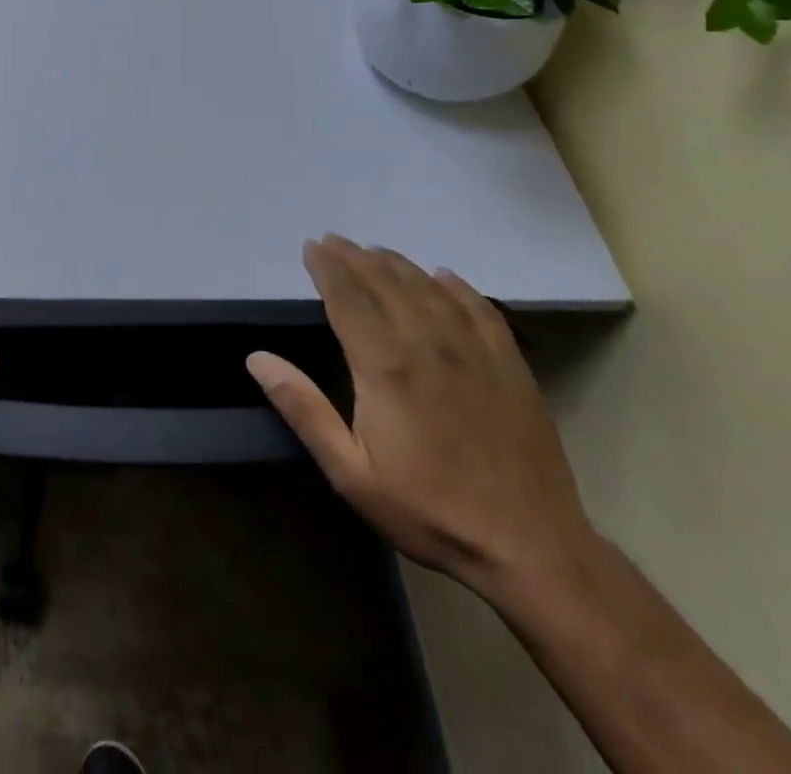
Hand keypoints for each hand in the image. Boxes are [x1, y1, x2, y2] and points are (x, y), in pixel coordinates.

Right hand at [248, 236, 596, 598]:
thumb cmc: (429, 510)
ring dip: (398, 264)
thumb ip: (304, 409)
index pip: (348, 298)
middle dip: (355, 258)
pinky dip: (459, 287)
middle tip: (334, 240)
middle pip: (386, 284)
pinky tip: (445, 277)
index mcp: (386, 366)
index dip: (327, 268)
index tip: (311, 247)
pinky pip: (481, 310)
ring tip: (375, 250)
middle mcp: (428, 345)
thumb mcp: (350, 472)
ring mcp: (475, 353)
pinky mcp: (511, 367)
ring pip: (429, 290)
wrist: (532, 550)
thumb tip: (257, 358)